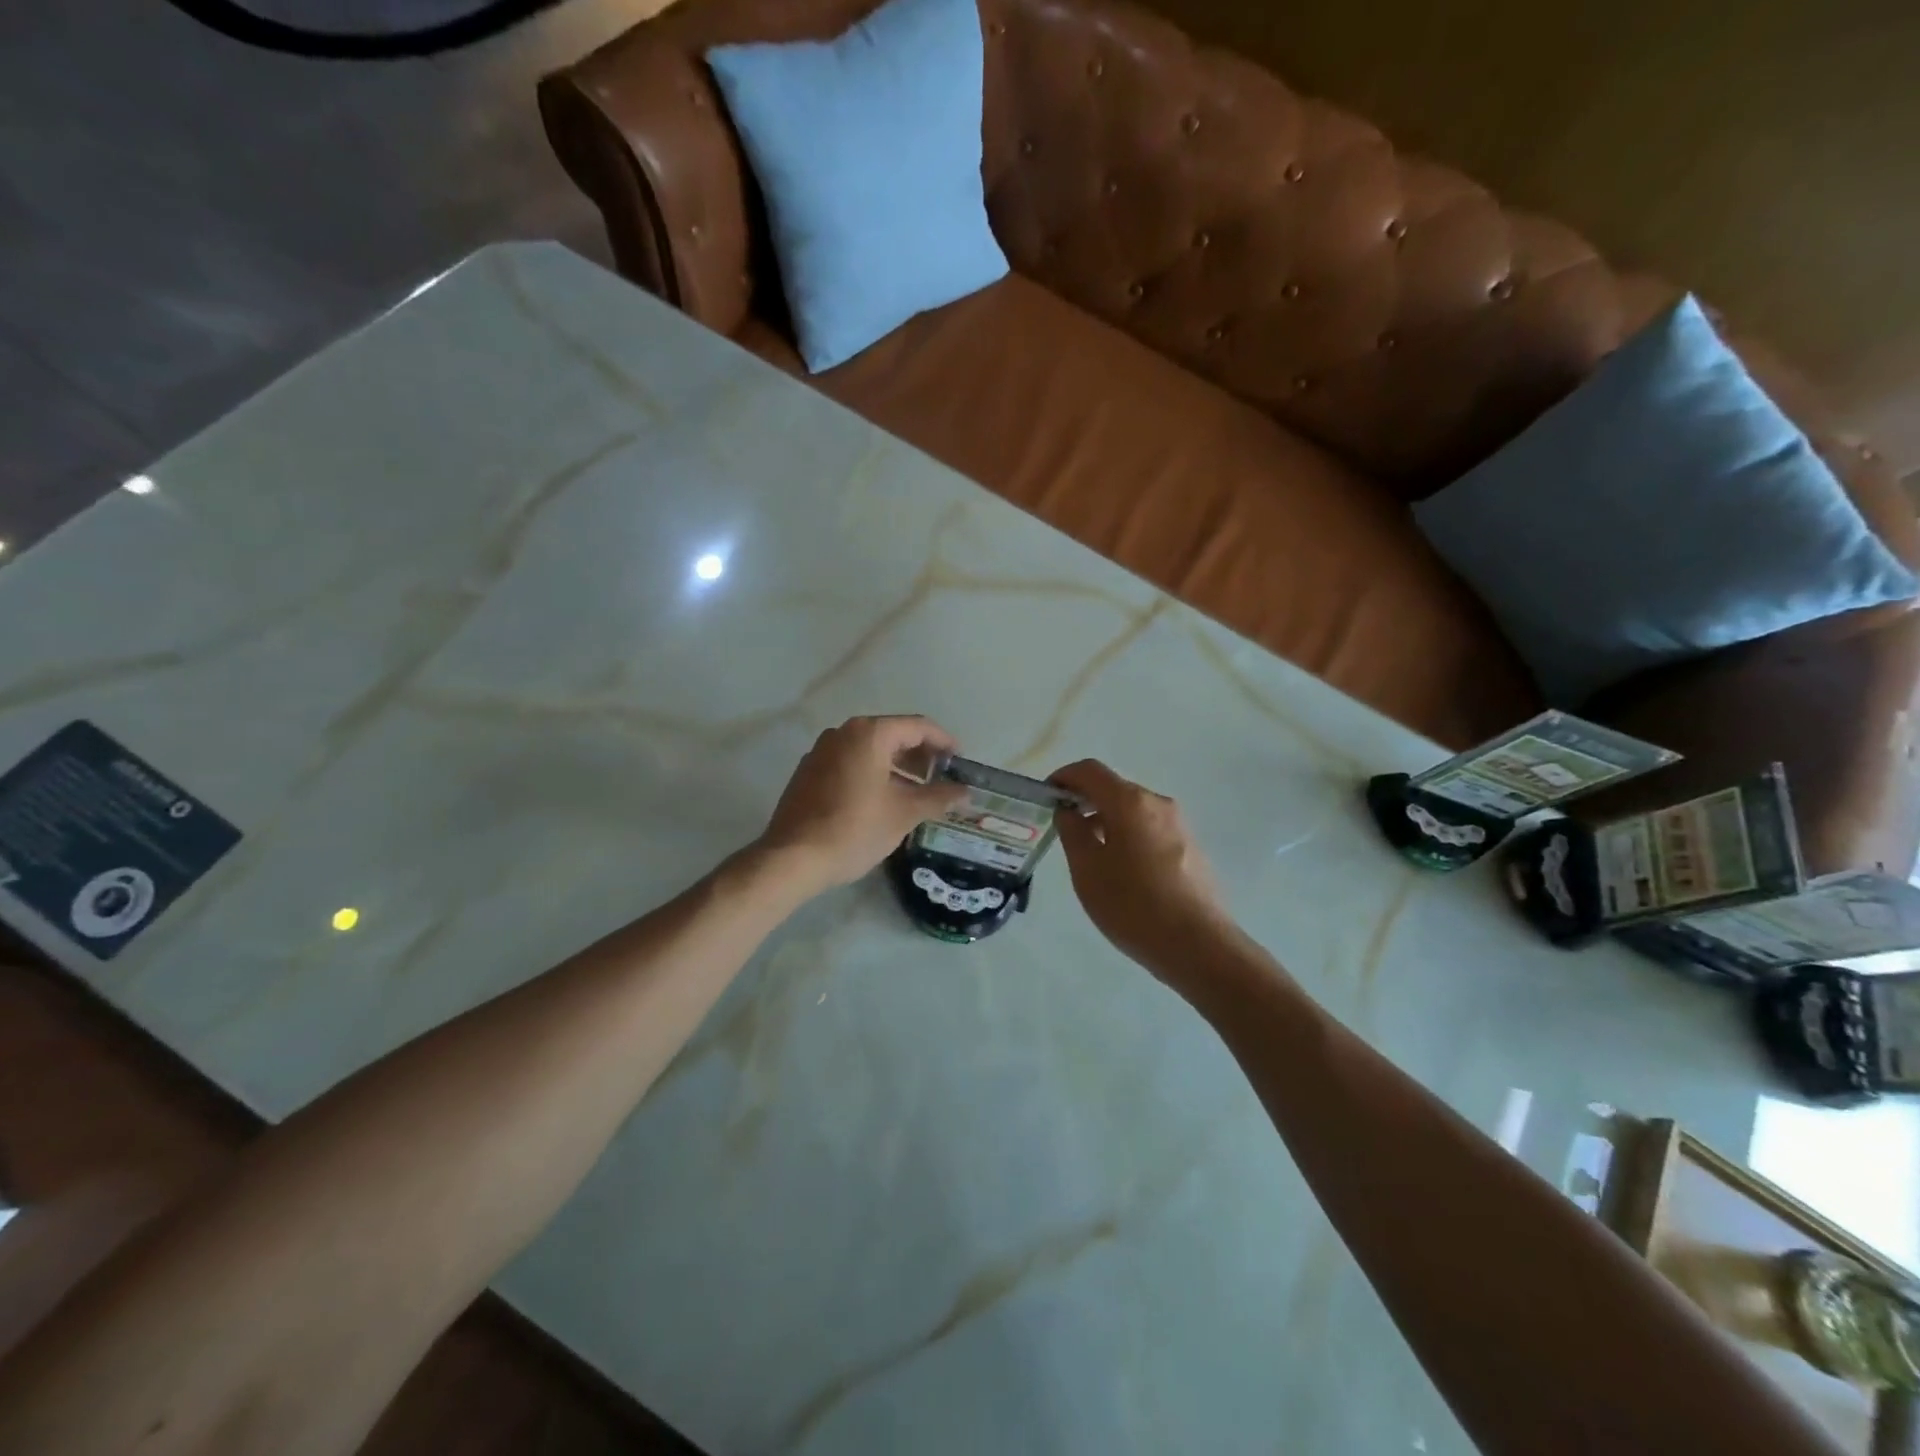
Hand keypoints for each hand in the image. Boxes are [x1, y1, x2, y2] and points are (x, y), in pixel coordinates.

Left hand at [759, 716, 967, 893]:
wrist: (793, 858)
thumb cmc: (855, 829)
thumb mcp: (904, 814)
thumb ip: (938, 797)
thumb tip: (965, 792)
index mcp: (869, 734)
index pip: (918, 726)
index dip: (944, 741)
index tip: (960, 761)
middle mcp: (843, 733)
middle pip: (893, 734)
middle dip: (920, 755)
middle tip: (942, 779)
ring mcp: (822, 751)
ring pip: (870, 749)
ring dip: (897, 767)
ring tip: (917, 793)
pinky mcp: (809, 771)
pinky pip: (850, 762)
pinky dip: (873, 773)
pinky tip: (883, 800)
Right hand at [1049, 759, 1235, 975]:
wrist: (1199, 946)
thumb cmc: (1133, 905)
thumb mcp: (1088, 870)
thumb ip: (1072, 832)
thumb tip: (1069, 811)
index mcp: (1130, 802)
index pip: (1090, 770)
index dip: (1064, 777)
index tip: (1046, 797)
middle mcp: (1158, 803)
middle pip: (1113, 788)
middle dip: (1085, 801)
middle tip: (1063, 829)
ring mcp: (1179, 825)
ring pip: (1133, 810)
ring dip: (1106, 820)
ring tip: (1089, 854)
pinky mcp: (1190, 847)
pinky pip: (1150, 829)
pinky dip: (1127, 835)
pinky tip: (1121, 871)